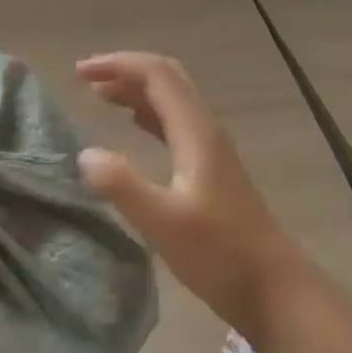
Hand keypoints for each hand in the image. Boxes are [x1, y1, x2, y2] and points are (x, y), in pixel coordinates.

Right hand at [76, 52, 294, 333]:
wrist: (272, 288)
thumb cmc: (219, 255)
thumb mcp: (163, 222)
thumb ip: (122, 185)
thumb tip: (85, 153)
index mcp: (197, 133)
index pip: (157, 75)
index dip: (118, 64)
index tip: (79, 72)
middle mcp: (206, 131)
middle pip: (167, 80)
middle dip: (126, 71)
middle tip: (86, 79)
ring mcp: (212, 151)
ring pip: (172, 102)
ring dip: (137, 91)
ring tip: (100, 96)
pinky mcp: (211, 171)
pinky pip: (176, 126)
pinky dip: (150, 116)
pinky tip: (134, 127)